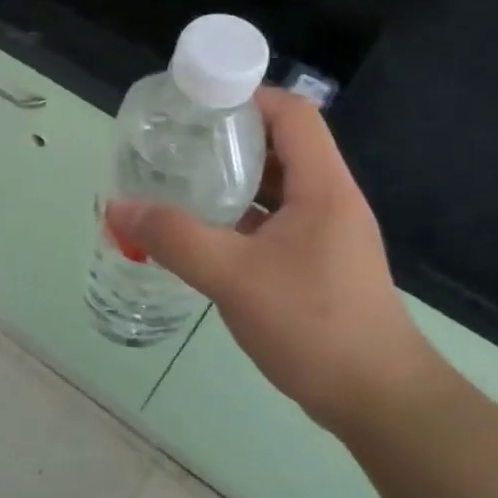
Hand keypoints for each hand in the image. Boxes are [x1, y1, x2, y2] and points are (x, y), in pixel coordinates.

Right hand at [108, 87, 443, 437]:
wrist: (379, 400)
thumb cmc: (313, 325)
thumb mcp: (233, 277)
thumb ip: (174, 238)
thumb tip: (118, 208)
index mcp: (322, 187)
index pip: (292, 114)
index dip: (248, 96)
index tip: (197, 103)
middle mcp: (329, 200)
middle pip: (282, 145)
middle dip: (230, 137)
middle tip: (178, 141)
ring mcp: (326, 234)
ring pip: (277, 187)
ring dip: (233, 179)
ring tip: (183, 180)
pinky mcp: (318, 263)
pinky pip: (275, 222)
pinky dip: (241, 216)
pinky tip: (204, 231)